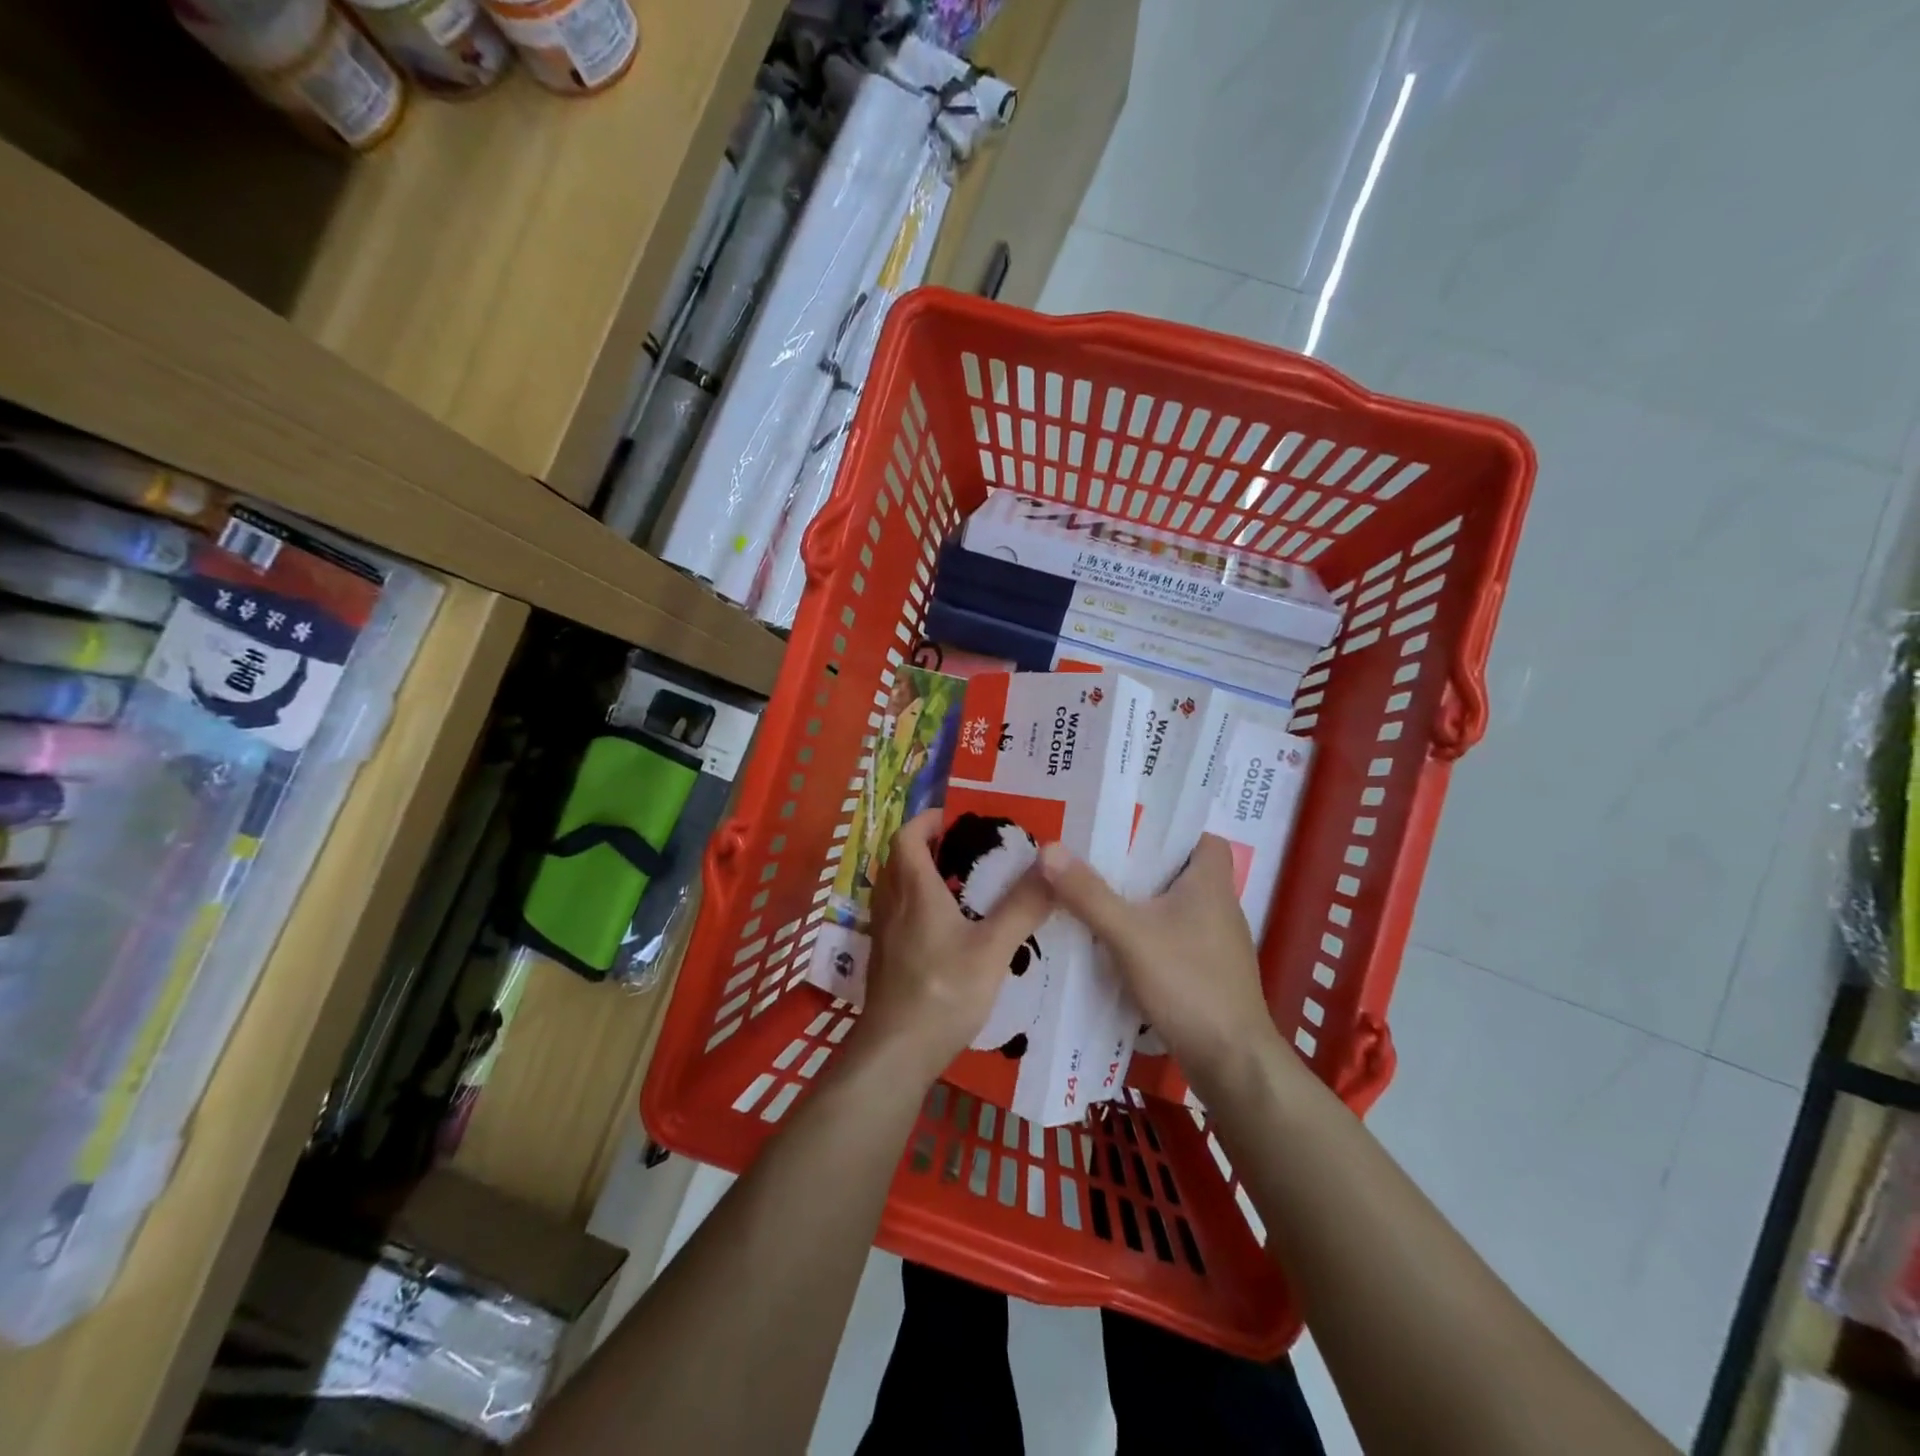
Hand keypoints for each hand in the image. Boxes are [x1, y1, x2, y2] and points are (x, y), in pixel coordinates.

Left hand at [860, 809, 1052, 1081]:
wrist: (895, 1053)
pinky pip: (898, 915)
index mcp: (914, 891)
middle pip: (900, 859)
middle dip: (929, 846)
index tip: (955, 818)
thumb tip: (1051, 861)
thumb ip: (1022, 907)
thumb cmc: (943, 993)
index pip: (906, 836)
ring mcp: (884, 934)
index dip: (926, 820)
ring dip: (921, 876)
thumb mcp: (992, 949)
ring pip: (897, 888)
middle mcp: (892, 905)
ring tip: (962, 886)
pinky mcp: (885, 959)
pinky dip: (918, 906)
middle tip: (967, 850)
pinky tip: (948, 930)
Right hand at [1038, 834, 1277, 1084]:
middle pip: (1179, 870)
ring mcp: (1216, 943)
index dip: (1169, 829)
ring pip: (1174, 906)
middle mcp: (1219, 906)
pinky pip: (1173, 937)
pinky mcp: (1208, 972)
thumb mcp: (1129, 935)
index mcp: (1210, 883)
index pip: (1200, 837)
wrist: (1233, 1063)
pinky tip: (1114, 944)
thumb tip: (1048, 848)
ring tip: (1095, 896)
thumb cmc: (1188, 984)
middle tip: (1094, 859)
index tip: (1127, 829)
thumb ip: (1088, 894)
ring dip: (1141, 901)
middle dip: (1140, 864)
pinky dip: (1147, 934)